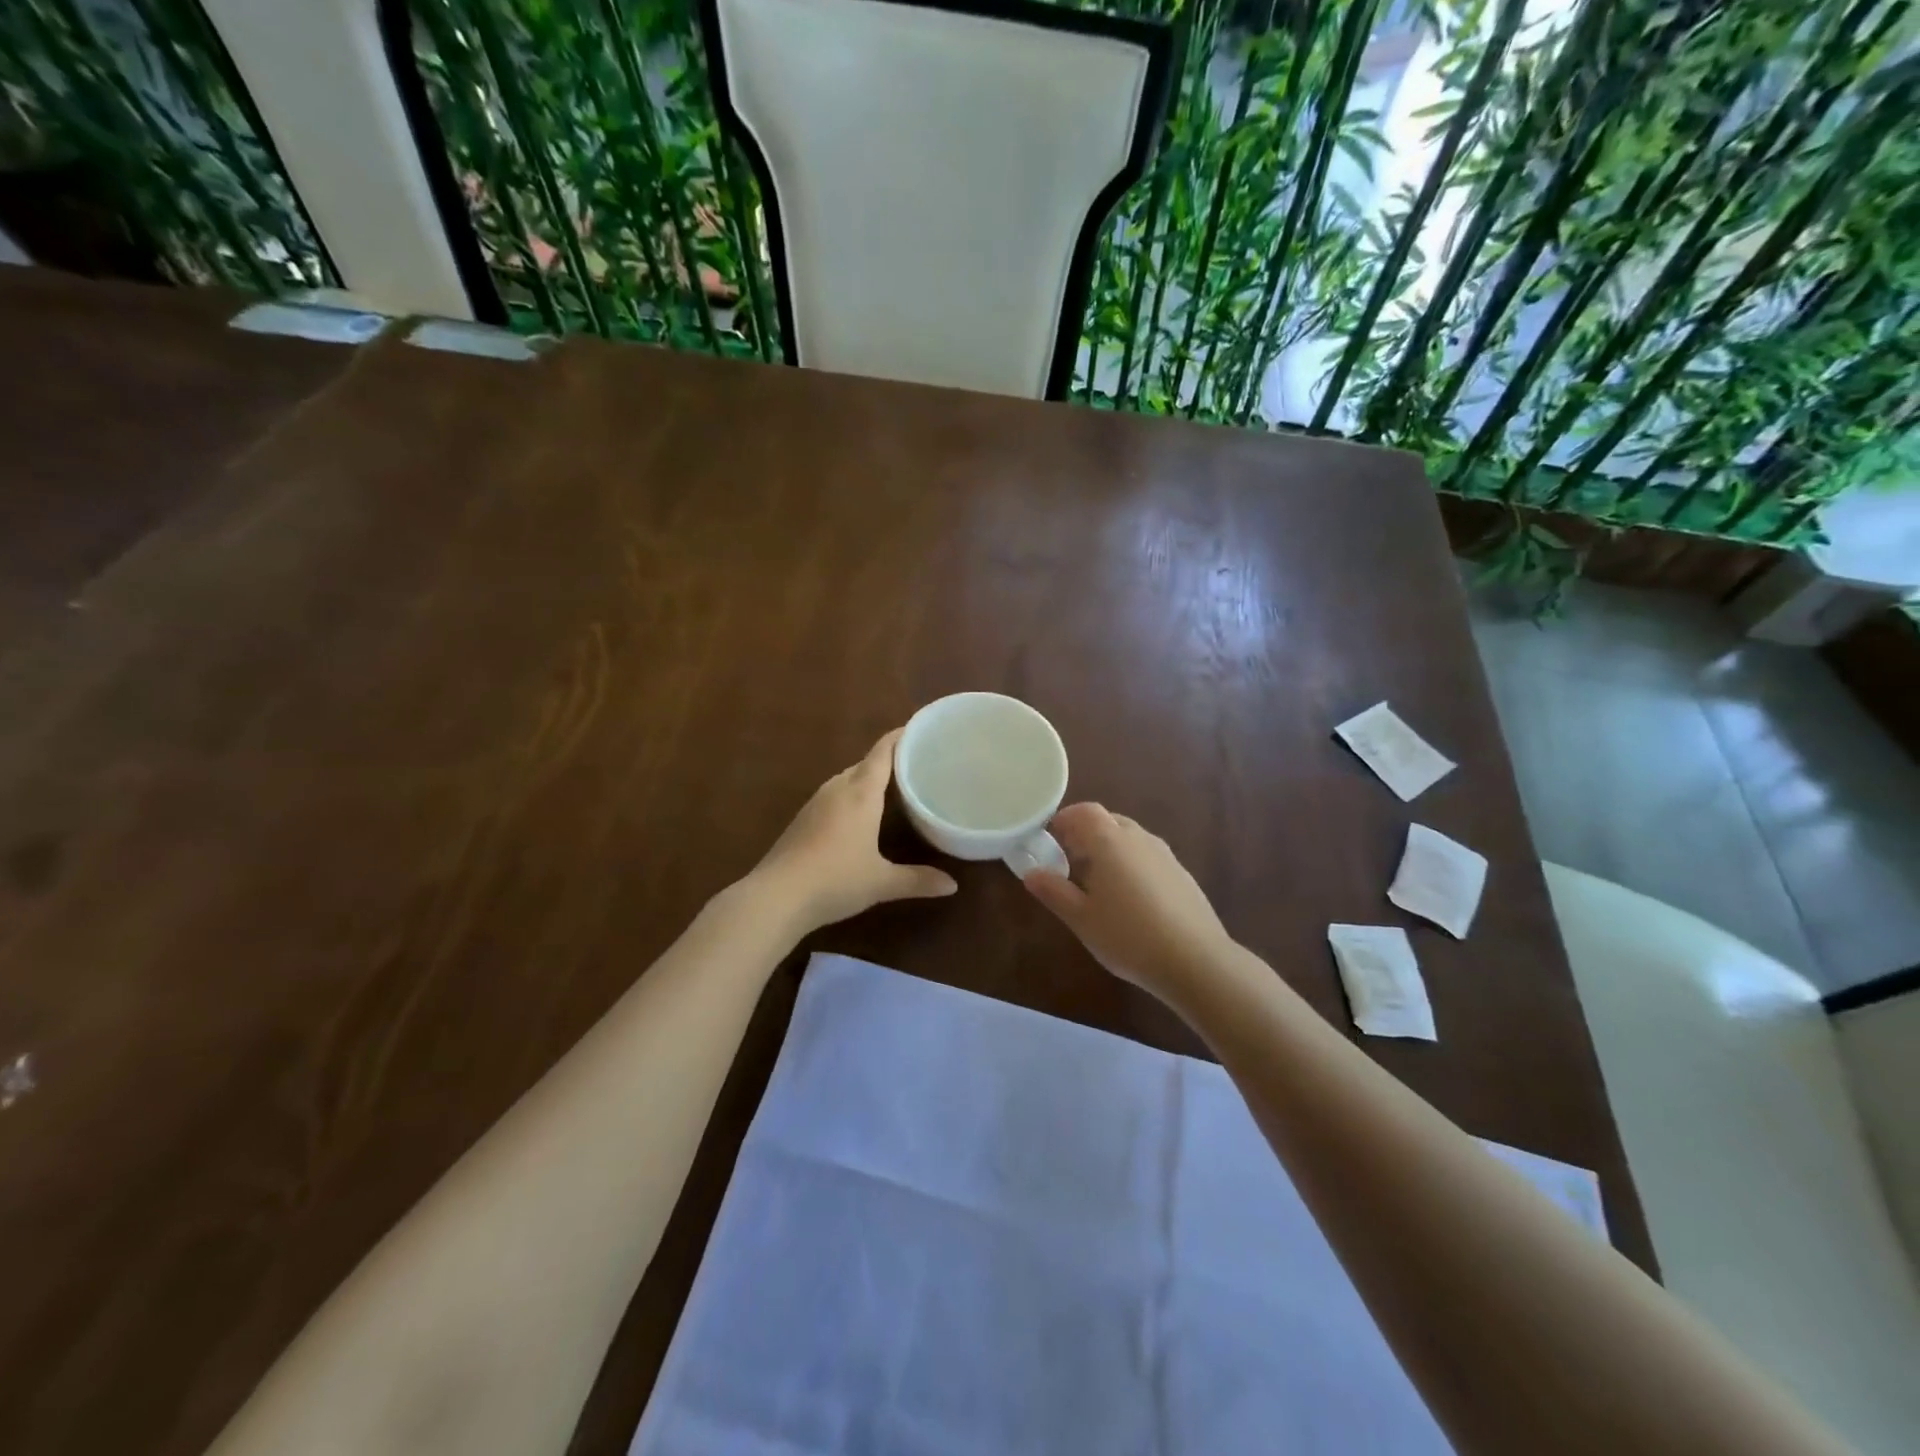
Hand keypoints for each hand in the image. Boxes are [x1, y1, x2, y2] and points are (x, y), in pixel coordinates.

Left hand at [748, 729, 957, 934]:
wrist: (776, 896)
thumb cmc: (835, 880)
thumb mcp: (882, 882)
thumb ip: (918, 880)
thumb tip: (952, 885)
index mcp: (860, 794)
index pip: (882, 752)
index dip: (900, 737)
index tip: (919, 730)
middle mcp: (837, 789)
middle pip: (865, 764)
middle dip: (888, 760)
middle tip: (916, 764)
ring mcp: (815, 803)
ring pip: (846, 780)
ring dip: (867, 780)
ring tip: (892, 788)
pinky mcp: (802, 819)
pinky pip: (833, 796)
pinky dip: (850, 797)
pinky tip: (858, 816)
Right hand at [1023, 803, 1234, 999]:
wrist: (1195, 960)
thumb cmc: (1128, 936)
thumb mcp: (1081, 919)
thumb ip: (1054, 891)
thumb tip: (1031, 873)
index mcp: (1110, 842)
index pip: (1085, 811)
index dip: (1065, 819)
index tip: (1049, 839)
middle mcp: (1139, 839)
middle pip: (1108, 821)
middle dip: (1085, 834)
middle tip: (1069, 861)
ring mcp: (1165, 855)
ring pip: (1130, 838)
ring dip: (1109, 849)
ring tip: (1096, 883)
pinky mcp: (1182, 874)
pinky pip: (1147, 856)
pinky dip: (1131, 863)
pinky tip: (1129, 899)